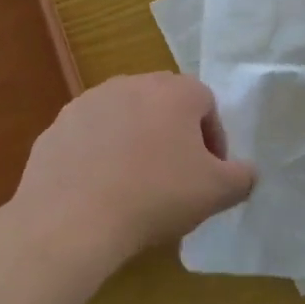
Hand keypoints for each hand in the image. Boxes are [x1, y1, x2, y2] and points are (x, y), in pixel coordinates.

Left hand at [14, 74, 254, 271]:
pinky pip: (90, 138)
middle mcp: (133, 83)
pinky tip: (99, 192)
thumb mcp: (216, 192)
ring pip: (125, 119)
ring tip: (133, 187)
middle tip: (174, 179)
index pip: (207, 105)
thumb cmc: (155, 196)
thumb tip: (246, 172)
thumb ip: (242, 177)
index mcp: (176, 91)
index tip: (207, 174)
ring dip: (134, 143)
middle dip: (173, 137)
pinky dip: (99, 157)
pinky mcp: (57, 126)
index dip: (213, 140)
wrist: (70, 220)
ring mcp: (90, 102)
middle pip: (164, 106)